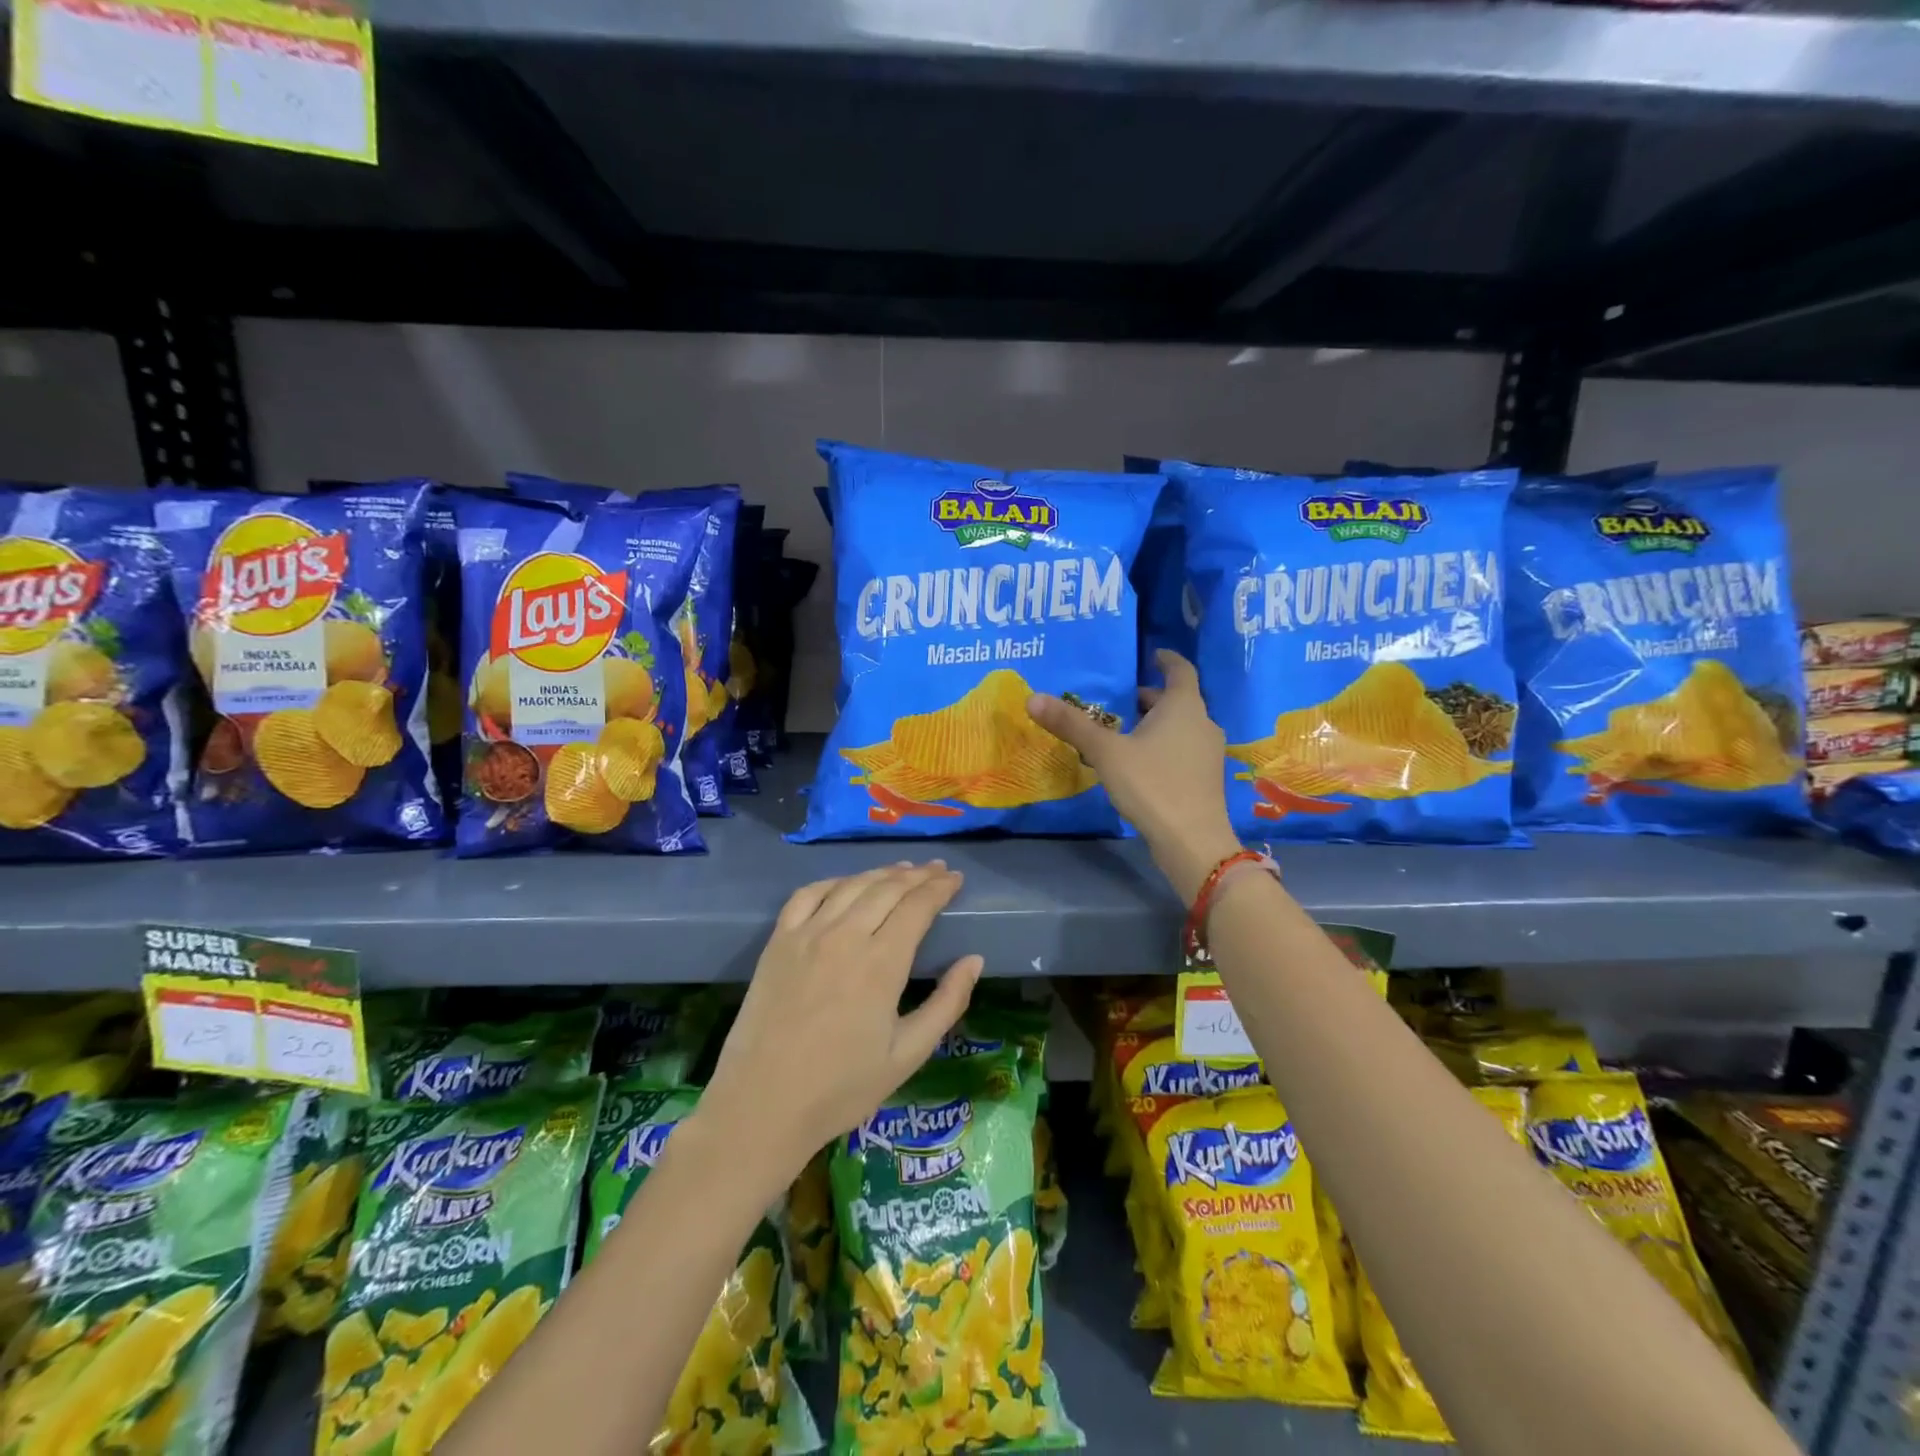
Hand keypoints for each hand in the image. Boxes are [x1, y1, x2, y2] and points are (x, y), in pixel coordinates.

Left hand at [699, 862, 982, 1187]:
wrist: (762, 1105)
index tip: (955, 879)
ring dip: (881, 873)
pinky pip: (808, 894)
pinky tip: (846, 883)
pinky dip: (834, 881)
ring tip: (902, 870)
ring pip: (851, 885)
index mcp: (882, 963)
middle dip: (917, 875)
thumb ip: (946, 1004)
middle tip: (937, 870)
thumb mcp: (908, 1055)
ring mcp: (807, 934)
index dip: (939, 888)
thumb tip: (974, 960)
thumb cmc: (841, 1088)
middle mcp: (845, 936)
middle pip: (887, 888)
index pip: (917, 906)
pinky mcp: (778, 941)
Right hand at [1027, 650, 1240, 900]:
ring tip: (1124, 731)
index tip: (1152, 655)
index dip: (1166, 660)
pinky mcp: (1206, 779)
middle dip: (1151, 698)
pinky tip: (1140, 763)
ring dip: (1156, 724)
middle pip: (1178, 700)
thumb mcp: (1106, 752)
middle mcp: (1202, 723)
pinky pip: (1183, 750)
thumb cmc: (1152, 784)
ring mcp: (1208, 753)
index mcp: (1183, 706)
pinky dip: (1164, 746)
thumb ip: (1072, 725)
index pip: (1181, 670)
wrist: (1192, 840)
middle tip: (1121, 700)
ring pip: (1181, 727)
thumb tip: (1033, 698)